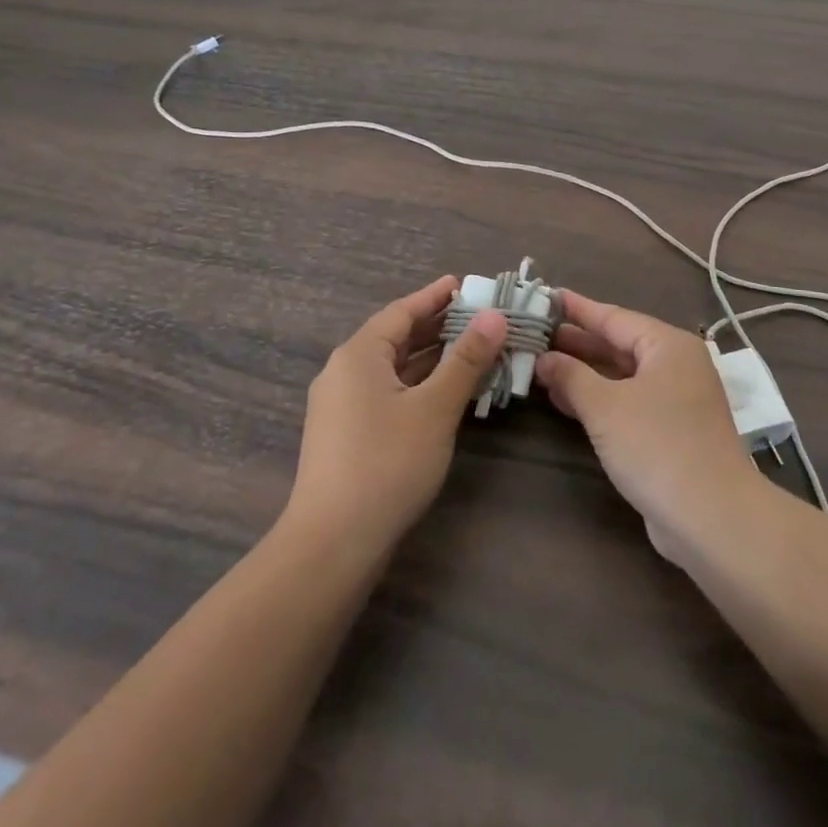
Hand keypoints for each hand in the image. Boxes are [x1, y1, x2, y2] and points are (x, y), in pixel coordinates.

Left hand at [286, 276, 507, 557]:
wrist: (333, 542)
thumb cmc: (387, 463)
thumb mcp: (435, 407)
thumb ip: (466, 360)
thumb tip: (494, 316)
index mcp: (359, 354)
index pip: (401, 311)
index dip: (434, 296)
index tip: (464, 284)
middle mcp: (343, 372)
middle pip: (395, 338)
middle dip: (436, 327)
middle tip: (477, 317)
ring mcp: (341, 406)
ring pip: (392, 368)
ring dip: (429, 359)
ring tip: (470, 350)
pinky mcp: (345, 435)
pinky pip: (386, 393)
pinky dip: (416, 385)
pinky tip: (443, 394)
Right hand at [535, 290, 761, 559]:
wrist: (713, 518)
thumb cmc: (658, 447)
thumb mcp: (605, 407)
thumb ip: (571, 377)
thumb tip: (544, 358)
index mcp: (667, 346)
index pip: (613, 317)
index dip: (577, 308)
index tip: (546, 296)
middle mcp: (675, 365)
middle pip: (618, 344)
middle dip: (576, 342)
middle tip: (534, 332)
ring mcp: (676, 400)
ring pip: (621, 375)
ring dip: (583, 372)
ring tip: (540, 363)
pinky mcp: (671, 431)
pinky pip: (627, 401)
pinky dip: (598, 398)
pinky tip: (565, 401)